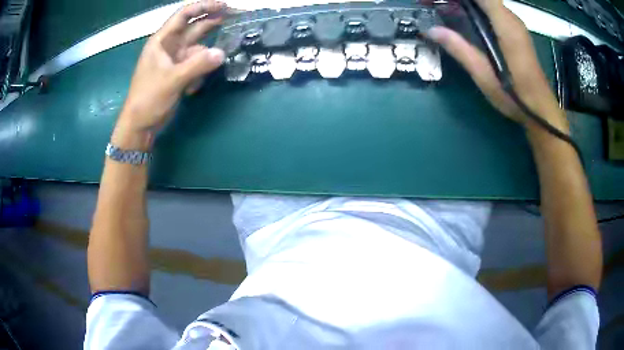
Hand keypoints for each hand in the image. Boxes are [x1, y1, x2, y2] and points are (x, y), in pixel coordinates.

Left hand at [112, 0, 225, 148]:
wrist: (140, 124)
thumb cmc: (149, 98)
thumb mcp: (172, 80)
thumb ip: (197, 65)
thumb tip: (222, 53)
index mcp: (162, 41)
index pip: (184, 15)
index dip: (203, 6)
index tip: (224, 5)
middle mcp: (169, 46)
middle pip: (194, 28)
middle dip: (212, 22)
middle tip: (235, 17)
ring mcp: (175, 60)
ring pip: (198, 49)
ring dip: (205, 59)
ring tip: (204, 73)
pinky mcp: (179, 73)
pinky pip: (196, 66)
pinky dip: (198, 74)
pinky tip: (192, 89)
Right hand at [427, 0, 567, 132]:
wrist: (540, 109)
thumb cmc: (514, 95)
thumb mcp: (484, 75)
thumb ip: (459, 49)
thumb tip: (431, 30)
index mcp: (505, 25)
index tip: (441, 0)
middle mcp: (511, 18)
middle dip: (460, 0)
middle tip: (438, 4)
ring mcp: (515, 23)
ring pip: (489, 1)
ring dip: (468, 3)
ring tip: (447, 8)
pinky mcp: (516, 30)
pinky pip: (493, 9)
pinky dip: (477, 7)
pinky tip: (465, 16)